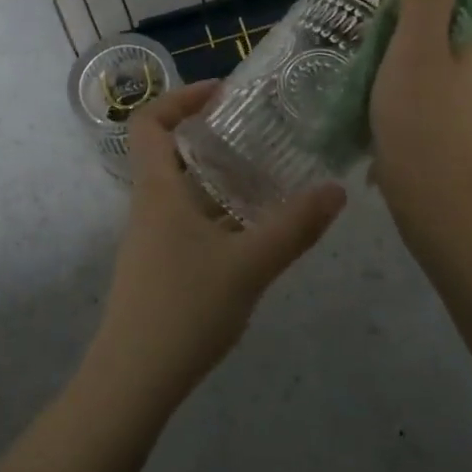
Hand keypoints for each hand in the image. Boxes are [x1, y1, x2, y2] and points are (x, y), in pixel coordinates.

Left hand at [87, 80, 345, 407]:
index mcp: (157, 190)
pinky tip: (253, 232)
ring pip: (181, 190)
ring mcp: (149, 238)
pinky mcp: (157, 266)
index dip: (180, 98)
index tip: (222, 94)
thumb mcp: (249, 265)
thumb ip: (294, 227)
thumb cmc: (185, 308)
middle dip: (210, 136)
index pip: (149, 122)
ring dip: (217, 178)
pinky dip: (216, 212)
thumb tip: (336, 191)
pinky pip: (186, 221)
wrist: (134, 378)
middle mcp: (147, 206)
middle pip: (168, 152)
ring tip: (266, 177)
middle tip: (257, 132)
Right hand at [369, 0, 471, 264]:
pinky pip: (438, 84)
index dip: (408, 10)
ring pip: (434, 56)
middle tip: (377, 70)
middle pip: (440, 25)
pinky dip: (413, 89)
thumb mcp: (415, 49)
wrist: (434, 201)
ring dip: (402, 65)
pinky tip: (393, 111)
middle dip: (402, 39)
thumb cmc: (421, 121)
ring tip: (380, 93)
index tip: (386, 41)